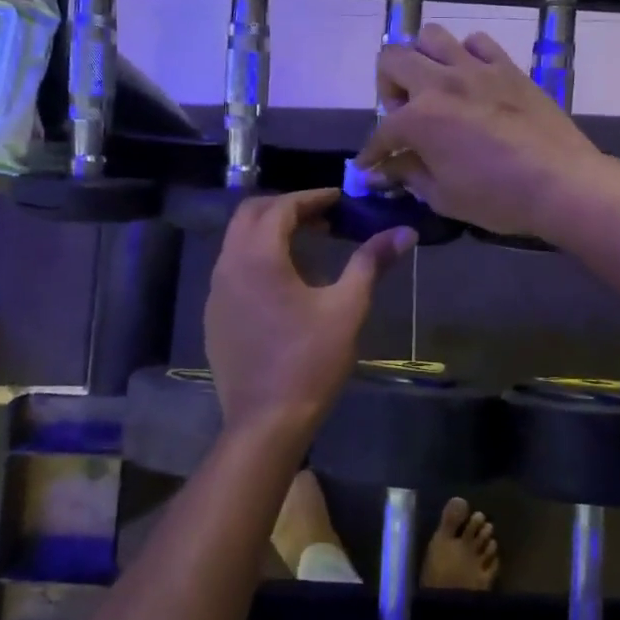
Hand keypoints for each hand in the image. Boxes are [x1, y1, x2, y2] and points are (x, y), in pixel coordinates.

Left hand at [203, 190, 413, 441]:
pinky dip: (257, 258)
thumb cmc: (309, 361)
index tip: (340, 199)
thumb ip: (371, 262)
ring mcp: (216, 292)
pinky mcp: (214, 316)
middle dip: (286, 208)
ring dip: (270, 232)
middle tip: (323, 217)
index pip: (281, 207)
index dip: (312, 198)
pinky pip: (233, 269)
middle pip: (251, 215)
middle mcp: (228, 266)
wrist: (265, 422)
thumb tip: (404, 231)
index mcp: (258, 257)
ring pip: (238, 242)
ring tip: (308, 244)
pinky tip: (284, 282)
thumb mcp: (347, 308)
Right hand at [356, 25, 607, 239]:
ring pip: (432, 37)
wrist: (562, 183)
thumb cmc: (498, 198)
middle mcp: (441, 82)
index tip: (370, 167)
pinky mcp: (508, 67)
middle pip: (392, 59)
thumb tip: (385, 170)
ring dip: (422, 59)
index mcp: (420, 117)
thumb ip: (409, 175)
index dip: (372, 153)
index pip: (382, 132)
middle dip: (387, 87)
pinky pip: (477, 42)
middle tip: (402, 115)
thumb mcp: (443, 196)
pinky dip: (466, 54)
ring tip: (433, 87)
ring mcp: (477, 68)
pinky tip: (471, 78)